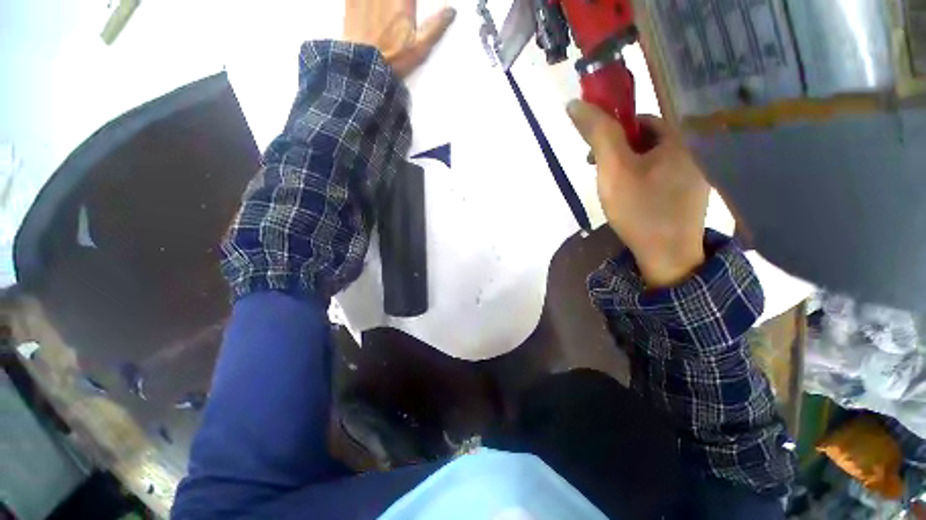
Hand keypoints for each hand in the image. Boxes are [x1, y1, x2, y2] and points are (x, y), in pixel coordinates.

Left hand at [343, 0, 455, 77]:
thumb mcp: (419, 48)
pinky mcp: (351, 1)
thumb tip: (452, 11)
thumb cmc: (393, 58)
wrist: (363, 66)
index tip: (410, 6)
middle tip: (401, 7)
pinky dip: (363, 1)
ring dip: (383, 2)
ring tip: (388, 8)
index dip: (410, 1)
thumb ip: (435, 27)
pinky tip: (370, 6)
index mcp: (402, 2)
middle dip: (398, 1)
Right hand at [567, 101, 709, 287]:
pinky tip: (631, 199)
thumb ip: (598, 134)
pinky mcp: (690, 194)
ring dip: (628, 168)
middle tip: (602, 175)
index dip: (613, 133)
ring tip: (614, 190)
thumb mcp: (614, 169)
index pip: (640, 120)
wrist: (667, 256)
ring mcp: (695, 175)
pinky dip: (641, 181)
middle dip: (619, 153)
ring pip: (652, 160)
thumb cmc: (639, 209)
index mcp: (680, 139)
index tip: (595, 155)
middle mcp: (694, 151)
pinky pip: (660, 176)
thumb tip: (575, 104)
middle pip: (647, 140)